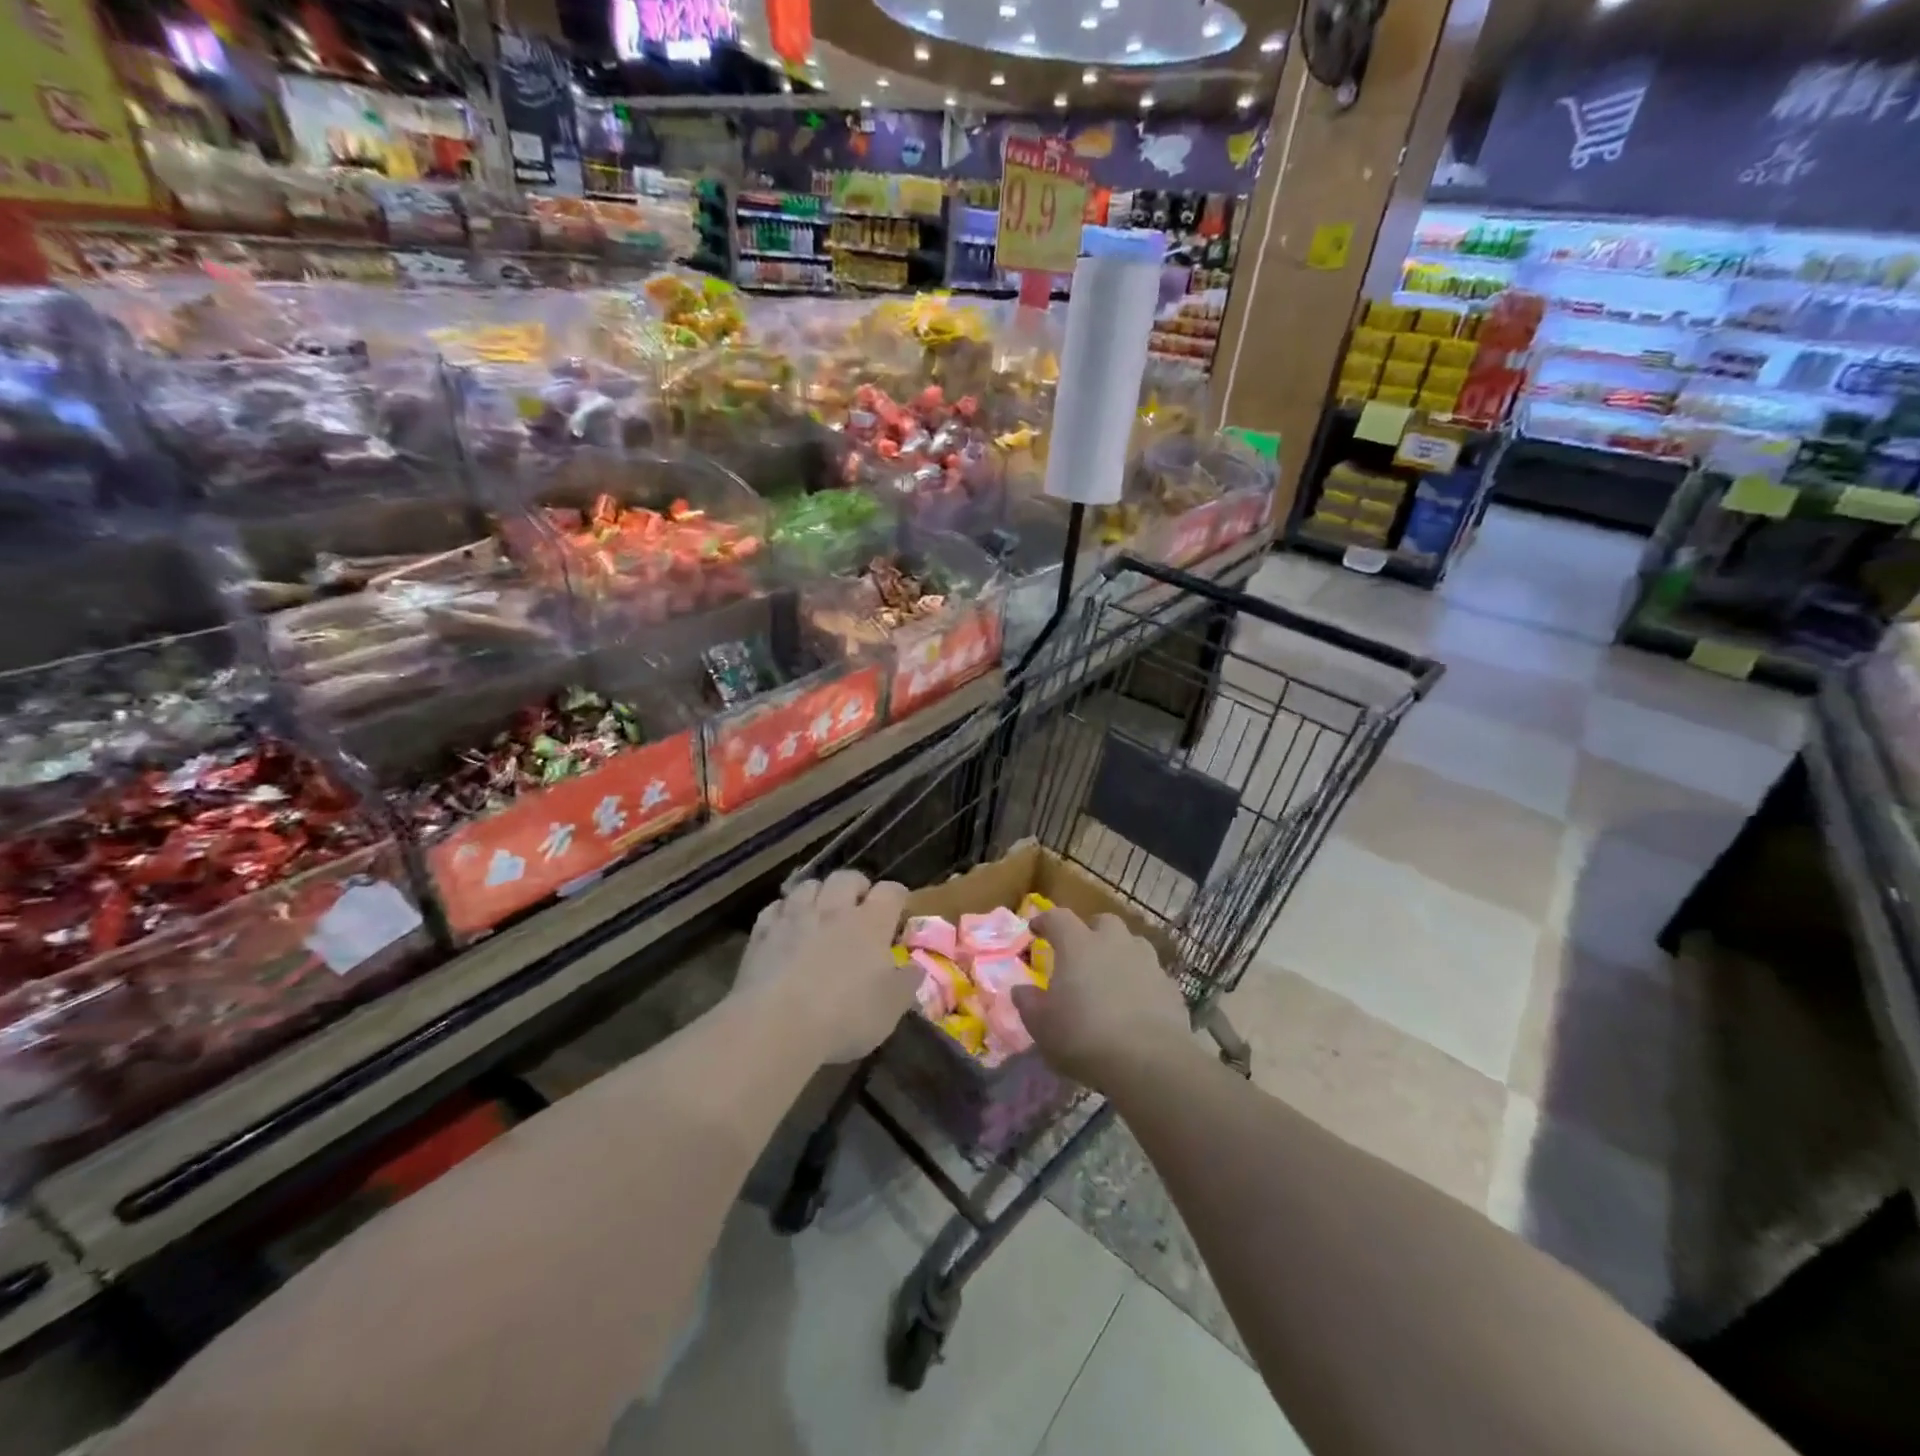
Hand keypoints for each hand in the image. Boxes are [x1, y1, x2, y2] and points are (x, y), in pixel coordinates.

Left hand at [737, 869, 913, 1063]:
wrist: (776, 1025)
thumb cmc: (844, 1016)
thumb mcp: (891, 1007)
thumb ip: (908, 982)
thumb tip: (916, 967)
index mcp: (871, 923)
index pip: (891, 891)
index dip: (897, 897)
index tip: (899, 912)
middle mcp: (833, 909)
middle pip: (847, 877)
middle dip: (856, 886)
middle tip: (859, 907)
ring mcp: (794, 917)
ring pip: (808, 885)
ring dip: (819, 894)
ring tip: (821, 912)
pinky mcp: (762, 932)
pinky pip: (775, 907)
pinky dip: (784, 911)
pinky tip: (786, 926)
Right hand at [1012, 907, 1192, 1090]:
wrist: (1149, 1061)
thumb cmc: (1084, 1036)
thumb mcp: (1042, 1026)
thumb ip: (1028, 1003)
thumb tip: (1021, 990)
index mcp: (1078, 945)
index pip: (1058, 918)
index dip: (1045, 921)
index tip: (1036, 930)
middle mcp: (1114, 943)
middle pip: (1103, 922)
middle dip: (1091, 932)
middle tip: (1081, 953)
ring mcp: (1147, 962)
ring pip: (1133, 944)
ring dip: (1120, 954)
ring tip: (1111, 978)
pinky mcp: (1170, 987)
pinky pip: (1151, 975)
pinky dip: (1141, 982)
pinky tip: (1137, 1005)